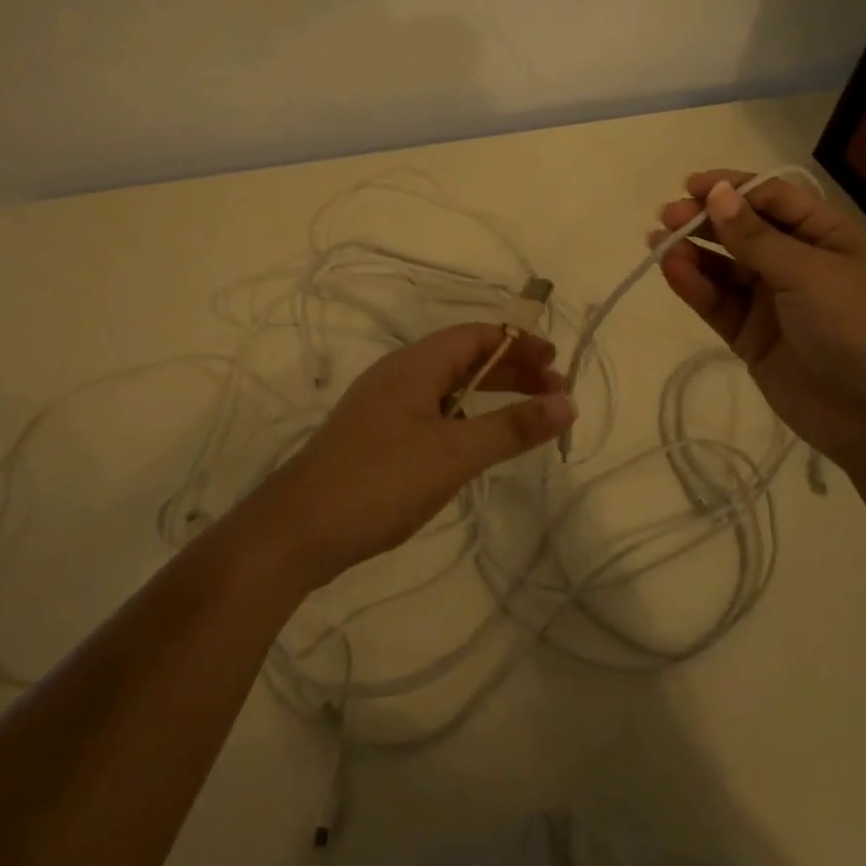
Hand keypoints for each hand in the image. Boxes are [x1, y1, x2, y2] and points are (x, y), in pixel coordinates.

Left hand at [242, 324, 575, 590]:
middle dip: (510, 371)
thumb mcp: (455, 453)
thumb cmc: (380, 481)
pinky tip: (474, 447)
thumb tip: (568, 403)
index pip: (475, 335)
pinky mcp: (374, 438)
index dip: (519, 344)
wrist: (297, 530)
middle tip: (552, 394)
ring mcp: (381, 408)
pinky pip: (430, 414)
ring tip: (524, 419)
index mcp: (414, 365)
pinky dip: (463, 420)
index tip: (557, 362)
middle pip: (463, 359)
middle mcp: (397, 376)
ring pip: (446, 389)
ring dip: (488, 396)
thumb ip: (512, 427)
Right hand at [653, 170, 865, 471]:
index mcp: (827, 237)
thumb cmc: (858, 326)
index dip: (733, 189)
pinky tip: (672, 270)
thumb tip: (716, 193)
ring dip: (693, 253)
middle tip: (666, 216)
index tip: (691, 186)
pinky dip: (695, 287)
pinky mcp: (752, 337)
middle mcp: (798, 264)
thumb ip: (755, 237)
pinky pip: (718, 304)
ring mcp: (773, 303)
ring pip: (725, 269)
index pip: (773, 200)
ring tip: (657, 242)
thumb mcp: (809, 272)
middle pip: (744, 232)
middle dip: (705, 220)